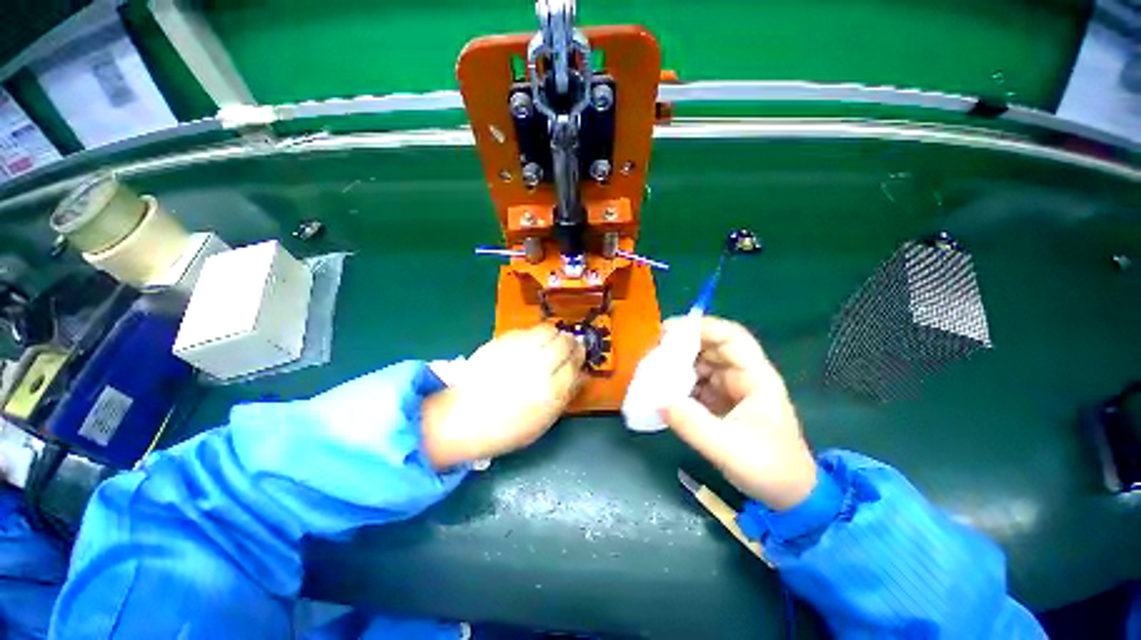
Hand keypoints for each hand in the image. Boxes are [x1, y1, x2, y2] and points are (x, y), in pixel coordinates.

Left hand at [420, 325, 585, 469]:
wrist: (462, 420)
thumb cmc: (507, 428)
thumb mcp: (544, 421)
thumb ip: (565, 395)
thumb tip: (581, 375)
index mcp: (551, 391)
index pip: (575, 363)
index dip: (580, 355)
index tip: (580, 353)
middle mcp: (537, 367)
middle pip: (564, 343)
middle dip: (570, 342)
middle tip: (569, 344)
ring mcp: (518, 352)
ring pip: (548, 330)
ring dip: (554, 334)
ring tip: (552, 340)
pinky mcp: (501, 342)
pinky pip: (527, 331)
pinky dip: (534, 335)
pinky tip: (531, 343)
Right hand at [660, 317, 816, 509]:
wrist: (789, 496)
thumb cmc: (770, 469)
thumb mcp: (729, 449)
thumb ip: (693, 424)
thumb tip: (658, 400)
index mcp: (756, 377)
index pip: (731, 337)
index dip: (701, 327)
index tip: (668, 331)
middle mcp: (743, 376)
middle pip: (711, 347)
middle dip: (681, 346)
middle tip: (653, 354)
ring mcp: (731, 388)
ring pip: (700, 364)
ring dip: (677, 365)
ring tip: (653, 373)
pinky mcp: (721, 402)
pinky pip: (696, 383)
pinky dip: (679, 383)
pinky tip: (663, 391)